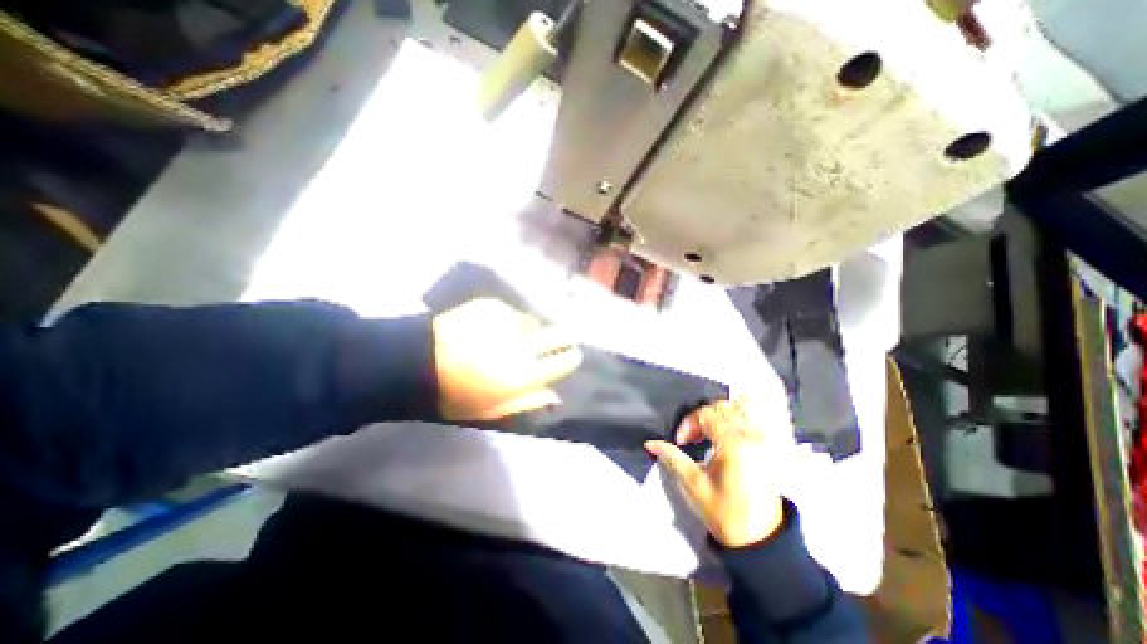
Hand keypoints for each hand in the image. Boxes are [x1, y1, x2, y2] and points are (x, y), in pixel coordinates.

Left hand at [430, 296, 583, 419]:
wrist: (417, 363)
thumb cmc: (456, 394)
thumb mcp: (493, 409)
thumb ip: (528, 401)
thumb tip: (555, 396)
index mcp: (526, 373)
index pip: (564, 361)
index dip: (571, 357)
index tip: (571, 356)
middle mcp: (524, 345)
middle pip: (559, 334)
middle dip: (565, 337)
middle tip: (561, 339)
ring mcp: (508, 322)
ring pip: (534, 322)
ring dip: (532, 329)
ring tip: (518, 335)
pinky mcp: (492, 306)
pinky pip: (511, 312)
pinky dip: (508, 320)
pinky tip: (494, 326)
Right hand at [643, 400, 789, 544]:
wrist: (760, 541)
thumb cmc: (724, 513)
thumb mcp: (693, 484)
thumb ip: (672, 458)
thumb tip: (650, 443)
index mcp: (734, 444)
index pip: (707, 414)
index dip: (689, 423)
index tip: (680, 442)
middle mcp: (751, 436)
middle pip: (723, 407)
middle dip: (701, 417)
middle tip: (691, 438)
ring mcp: (761, 441)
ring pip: (738, 409)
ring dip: (718, 416)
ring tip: (706, 435)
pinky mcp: (765, 448)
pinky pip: (749, 420)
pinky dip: (733, 420)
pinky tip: (722, 437)